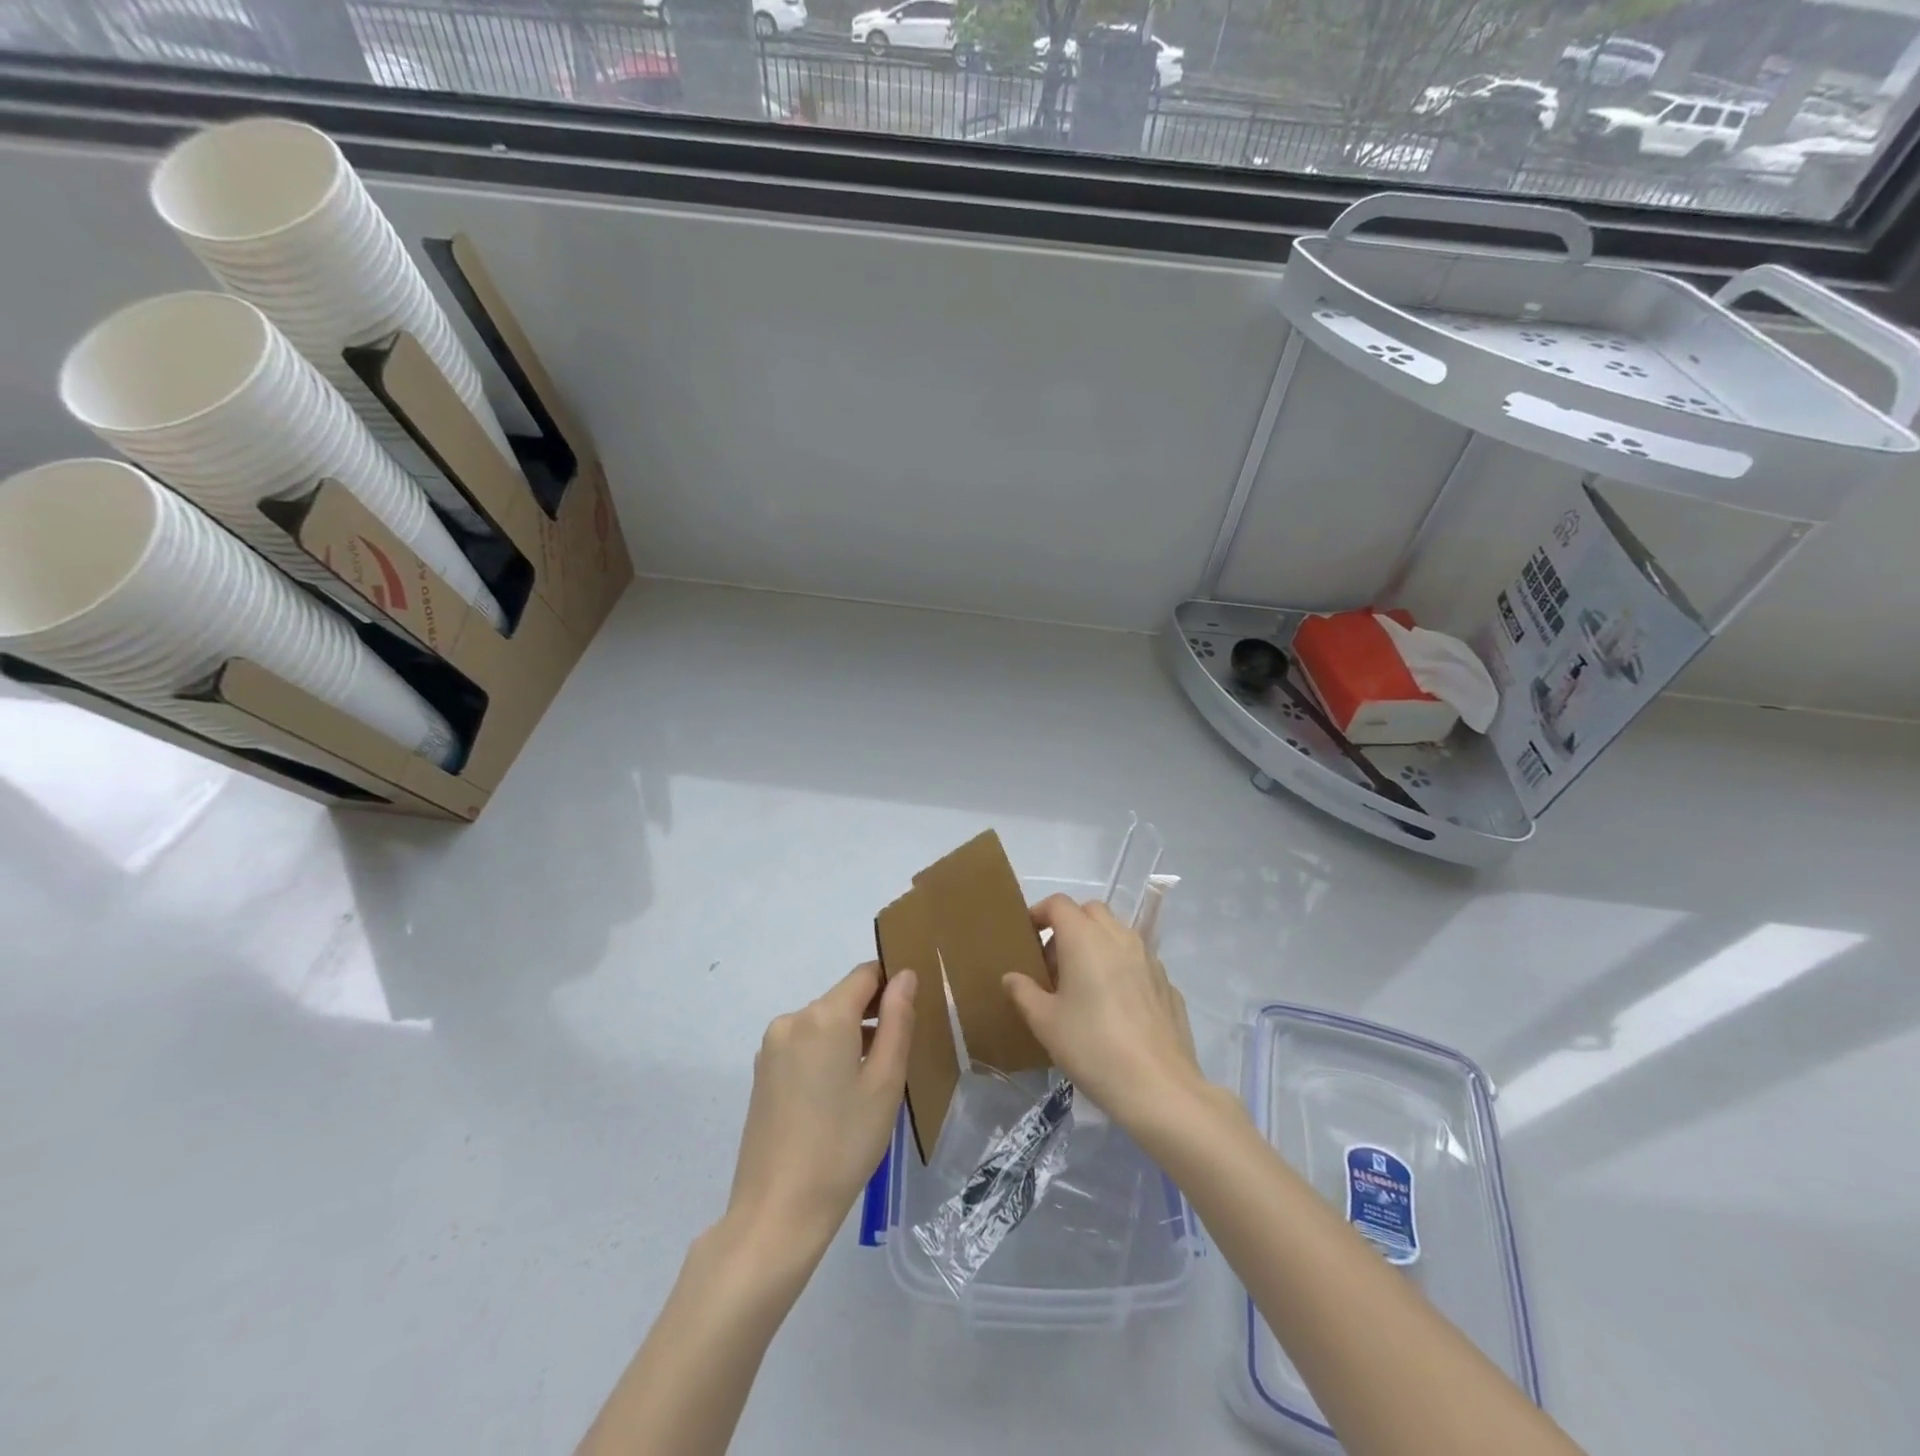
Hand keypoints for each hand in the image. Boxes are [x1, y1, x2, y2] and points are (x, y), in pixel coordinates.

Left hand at [724, 962, 915, 1256]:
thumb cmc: (843, 1145)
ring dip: (850, 1038)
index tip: (912, 1013)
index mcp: (825, 1016)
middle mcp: (793, 1019)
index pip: (866, 974)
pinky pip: (804, 1045)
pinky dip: (826, 1056)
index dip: (892, 984)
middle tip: (897, 1061)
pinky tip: (837, 1099)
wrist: (777, 1212)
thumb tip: (904, 976)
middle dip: (872, 1017)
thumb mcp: (886, 1082)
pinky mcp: (762, 1073)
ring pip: (824, 1024)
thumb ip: (898, 1020)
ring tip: (869, 1086)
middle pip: (843, 999)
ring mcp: (772, 1047)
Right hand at [1003, 895, 1201, 1129]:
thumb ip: (1024, 992)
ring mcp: (1149, 958)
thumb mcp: (1045, 1023)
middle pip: (1090, 911)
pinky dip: (1121, 968)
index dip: (1039, 913)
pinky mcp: (1167, 983)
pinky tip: (1116, 1007)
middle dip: (1070, 925)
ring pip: (1117, 933)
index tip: (1028, 936)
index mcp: (1085, 938)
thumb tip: (1012, 978)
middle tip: (1055, 962)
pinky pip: (1137, 961)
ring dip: (1097, 944)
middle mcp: (1119, 937)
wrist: (1158, 1086)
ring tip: (1084, 984)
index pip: (1058, 904)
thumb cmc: (1092, 1047)